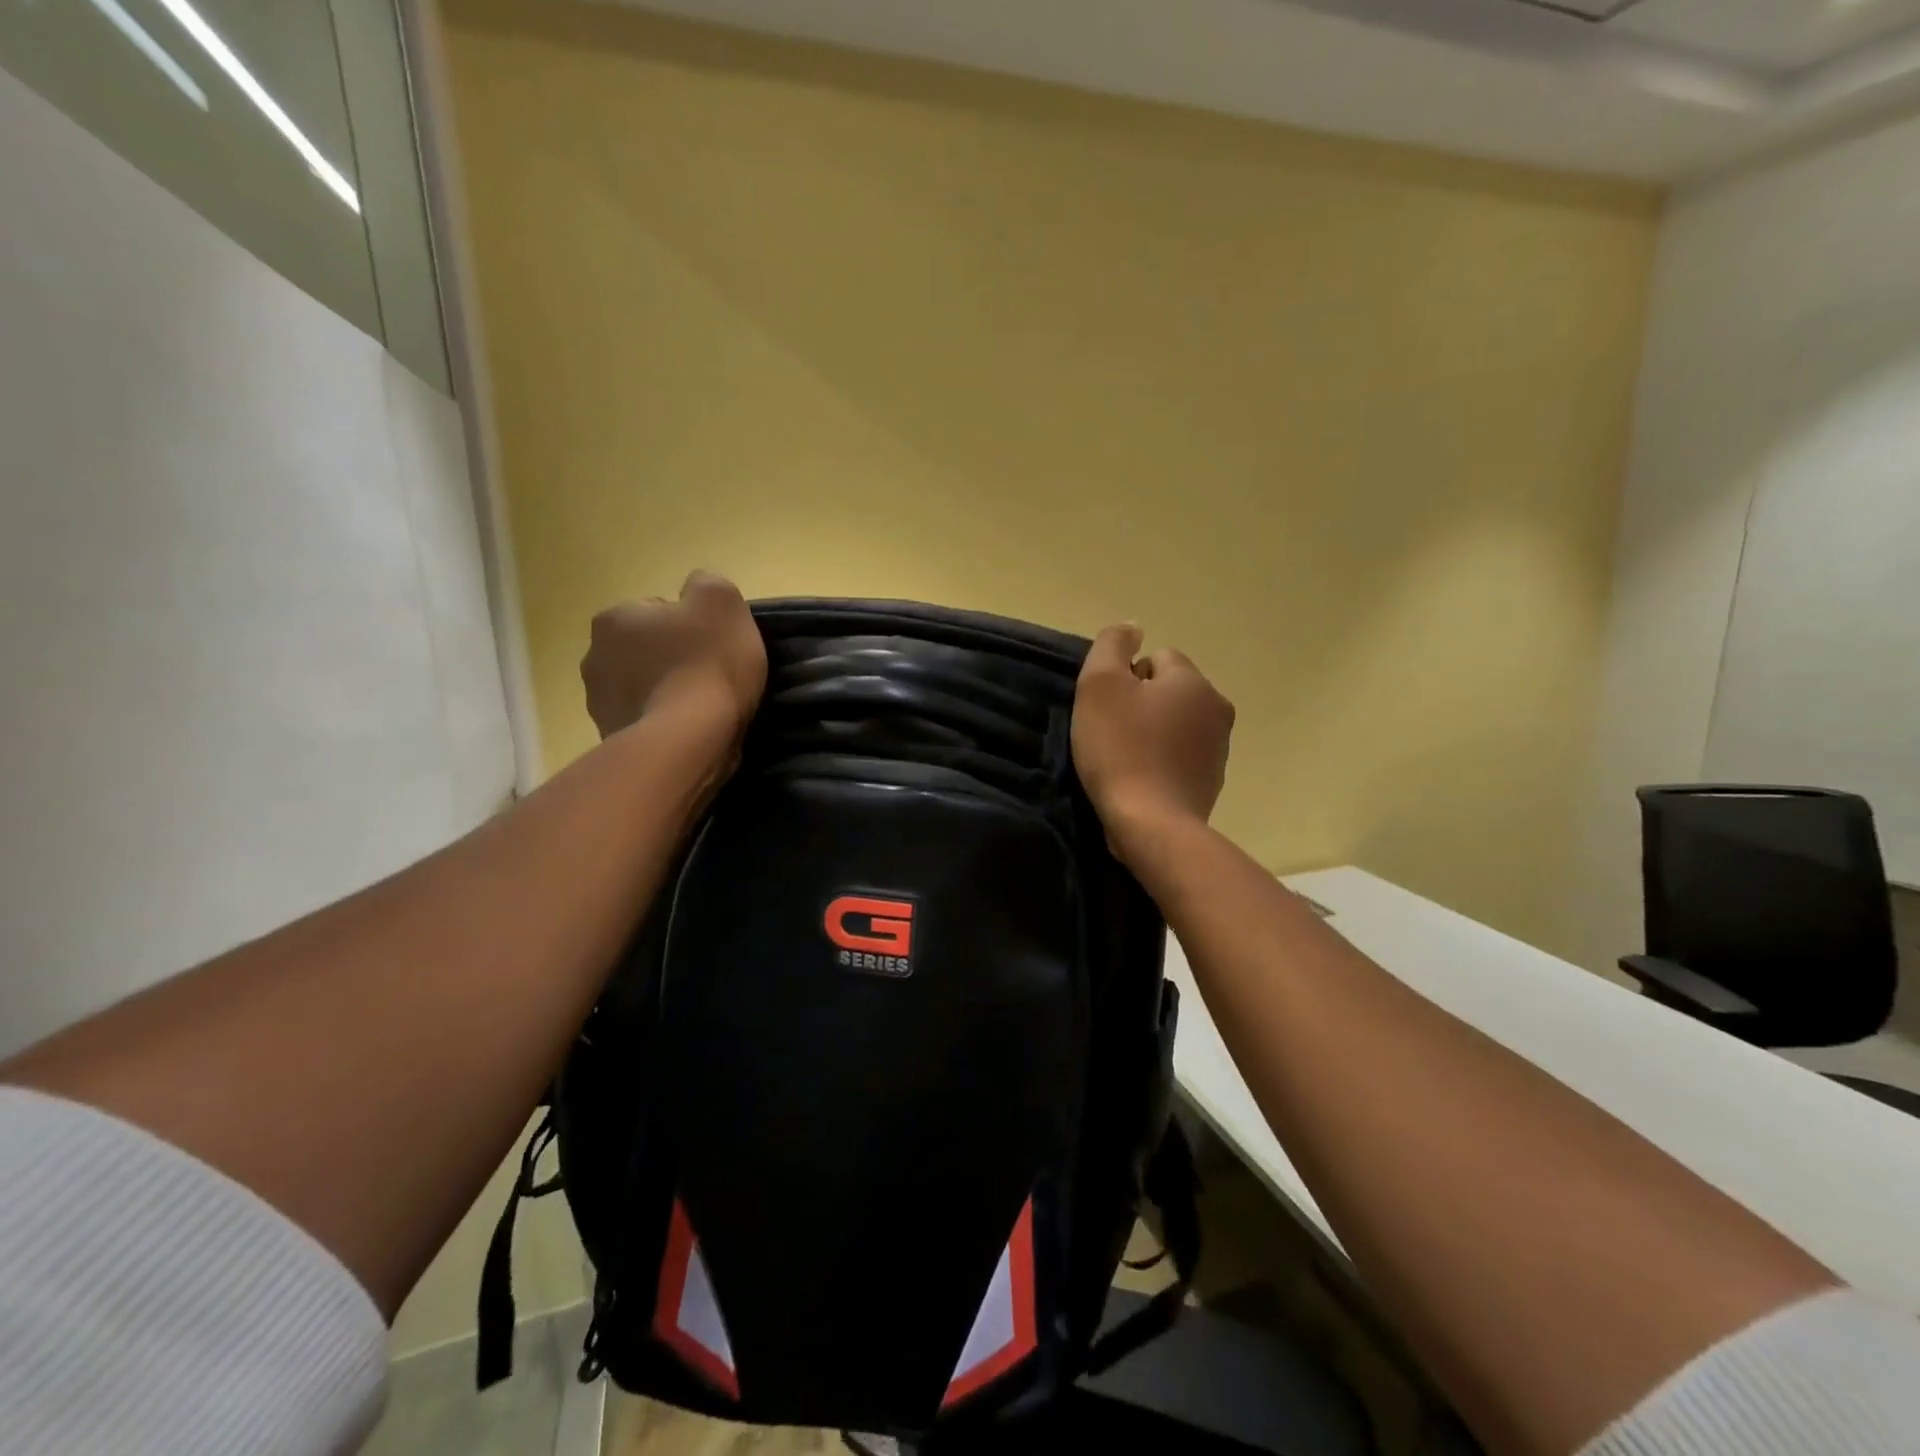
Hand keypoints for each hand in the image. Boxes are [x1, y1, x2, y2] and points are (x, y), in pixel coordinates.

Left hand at [581, 571, 766, 739]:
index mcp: (614, 618)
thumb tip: (697, 591)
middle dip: (672, 659)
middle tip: (711, 676)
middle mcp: (595, 657)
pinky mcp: (613, 740)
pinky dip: (664, 724)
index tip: (715, 647)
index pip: (658, 612)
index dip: (692, 627)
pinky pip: (645, 722)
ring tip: (701, 710)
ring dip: (666, 693)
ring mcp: (599, 704)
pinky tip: (690, 732)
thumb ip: (707, 585)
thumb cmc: (706, 664)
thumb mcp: (722, 602)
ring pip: (643, 688)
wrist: (689, 741)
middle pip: (646, 650)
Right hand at [1072, 623, 1233, 861]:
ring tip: (1125, 759)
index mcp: (1193, 681)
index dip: (1125, 678)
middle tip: (1111, 733)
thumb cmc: (1121, 749)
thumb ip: (1112, 645)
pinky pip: (1181, 756)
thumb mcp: (1100, 685)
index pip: (1157, 658)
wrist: (1152, 824)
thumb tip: (1132, 627)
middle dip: (1141, 705)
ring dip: (1153, 733)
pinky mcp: (1212, 782)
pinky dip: (1162, 762)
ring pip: (1177, 724)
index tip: (1107, 708)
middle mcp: (1216, 708)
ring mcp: (1219, 749)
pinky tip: (1141, 779)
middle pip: (1169, 690)